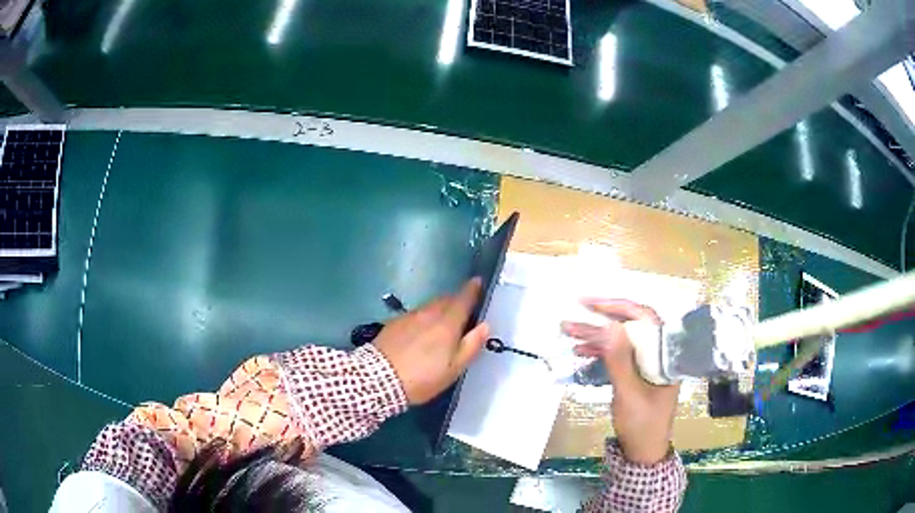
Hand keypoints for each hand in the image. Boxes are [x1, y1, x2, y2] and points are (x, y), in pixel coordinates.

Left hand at [374, 279, 489, 404]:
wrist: (379, 379)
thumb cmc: (423, 378)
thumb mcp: (453, 369)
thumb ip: (471, 345)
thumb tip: (485, 325)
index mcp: (448, 323)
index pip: (463, 299)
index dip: (472, 289)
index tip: (477, 281)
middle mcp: (429, 314)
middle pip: (446, 299)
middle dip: (456, 300)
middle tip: (463, 309)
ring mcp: (410, 316)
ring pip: (430, 306)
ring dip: (440, 308)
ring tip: (443, 322)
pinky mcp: (394, 322)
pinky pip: (416, 314)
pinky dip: (424, 317)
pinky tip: (421, 331)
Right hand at [561, 299, 679, 464]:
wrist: (642, 452)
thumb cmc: (641, 425)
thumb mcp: (629, 394)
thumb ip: (620, 360)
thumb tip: (611, 326)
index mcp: (667, 354)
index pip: (646, 319)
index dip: (619, 307)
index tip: (593, 304)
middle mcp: (659, 353)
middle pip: (633, 326)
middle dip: (604, 318)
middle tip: (577, 308)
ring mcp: (648, 363)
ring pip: (623, 340)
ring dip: (597, 335)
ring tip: (569, 331)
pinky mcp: (637, 373)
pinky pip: (619, 355)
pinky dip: (600, 351)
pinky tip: (581, 351)